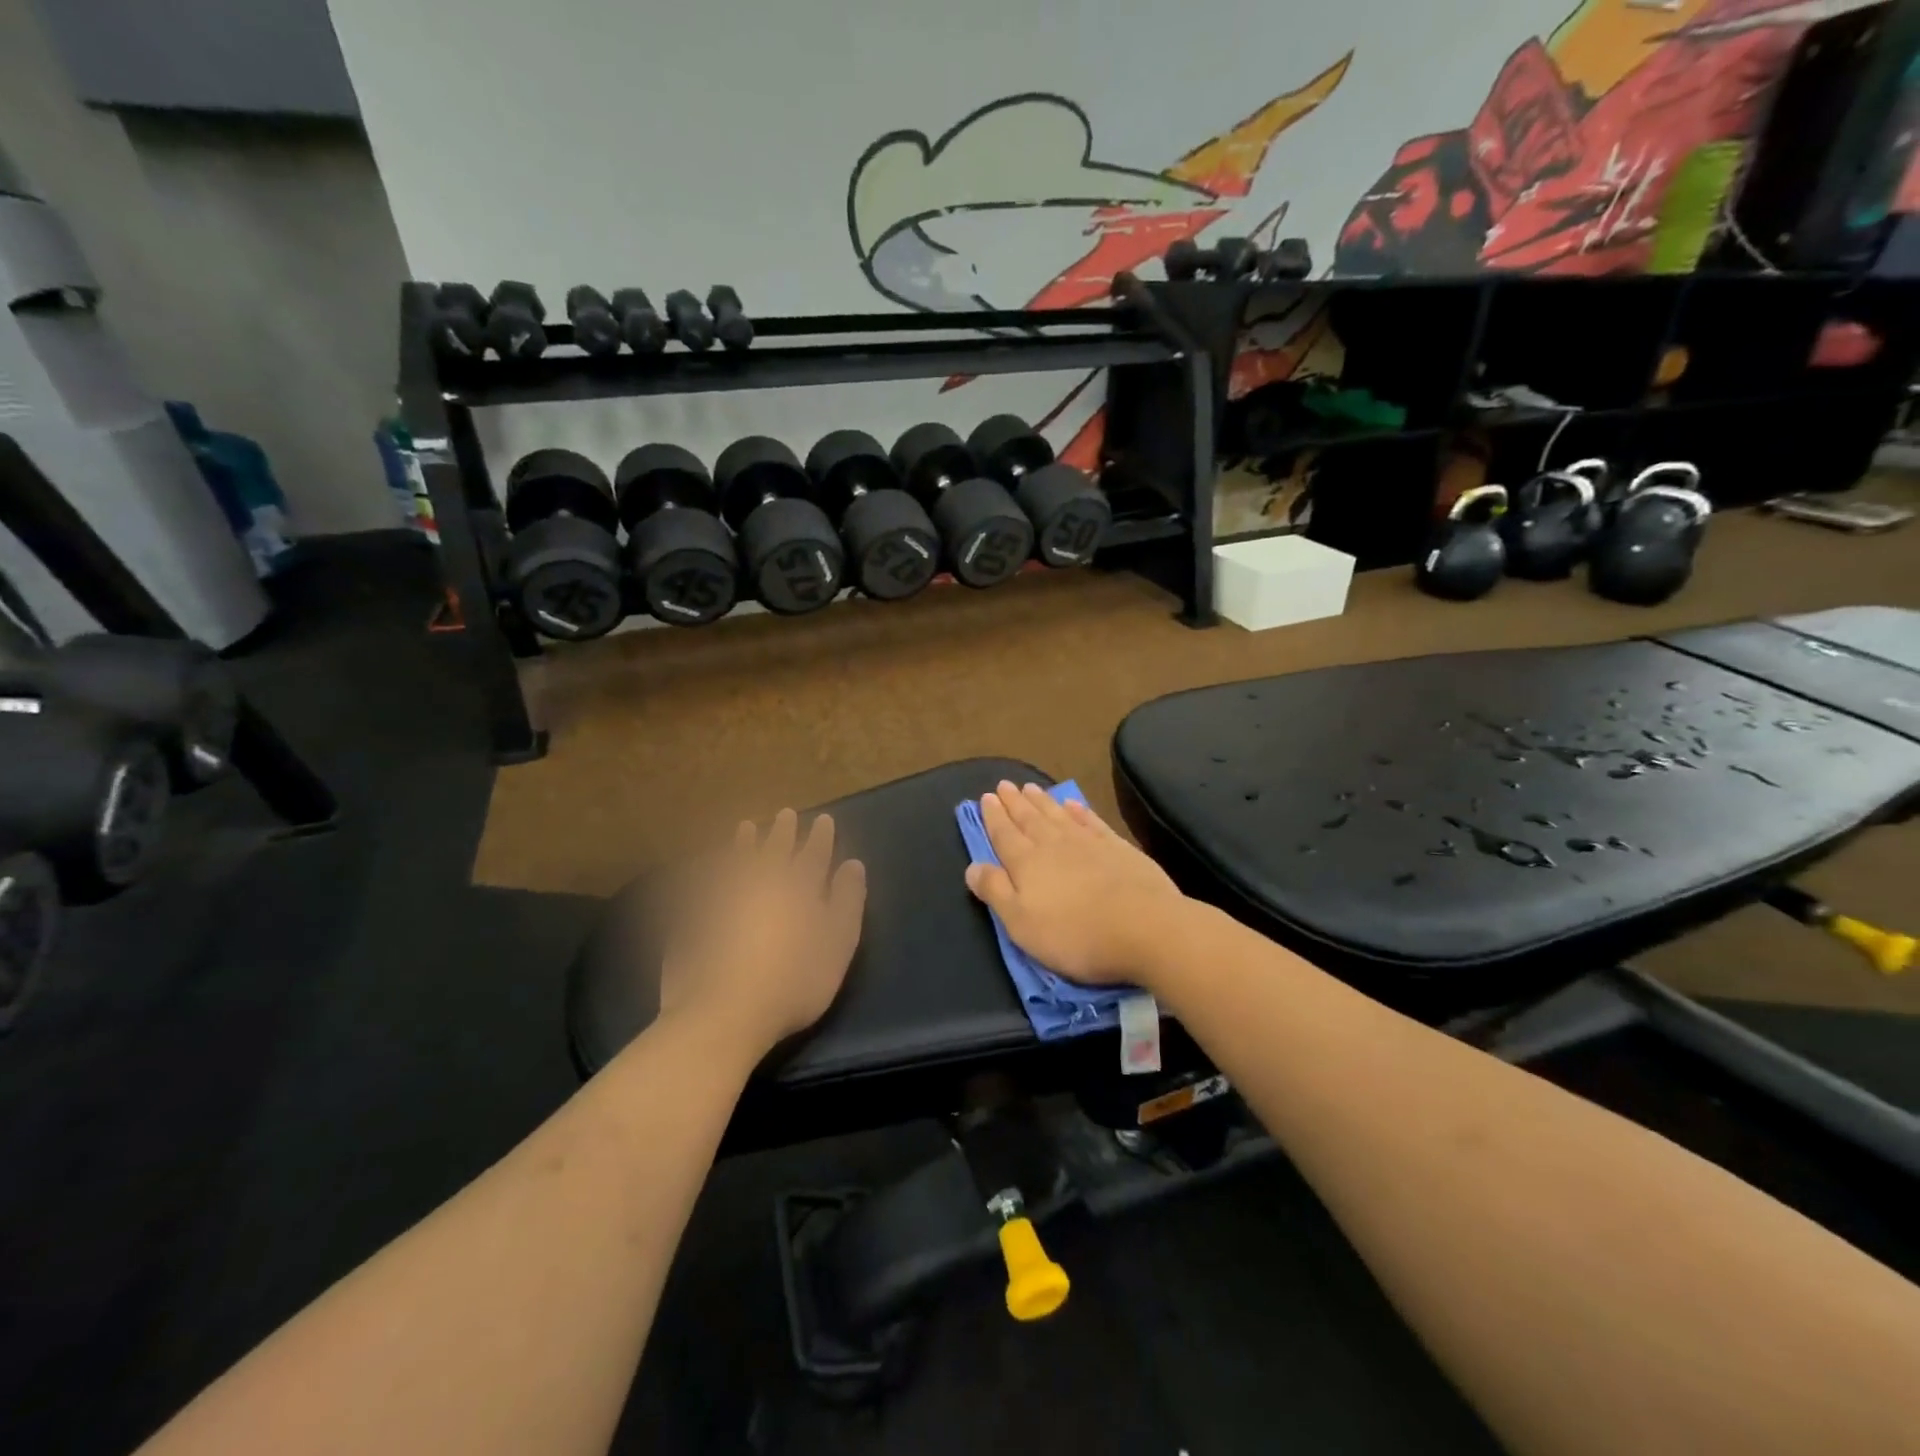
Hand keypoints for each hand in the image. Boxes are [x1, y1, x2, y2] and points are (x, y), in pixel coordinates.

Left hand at [656, 809, 865, 1057]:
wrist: (724, 1010)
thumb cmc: (794, 981)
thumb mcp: (838, 944)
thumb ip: (847, 901)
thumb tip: (853, 865)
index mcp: (799, 887)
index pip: (813, 854)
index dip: (819, 837)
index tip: (823, 819)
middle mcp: (761, 881)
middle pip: (774, 849)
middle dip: (782, 831)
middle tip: (785, 814)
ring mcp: (723, 896)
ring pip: (736, 860)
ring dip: (744, 843)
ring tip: (745, 828)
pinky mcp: (694, 915)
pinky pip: (704, 882)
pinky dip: (709, 870)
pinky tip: (708, 868)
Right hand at [964, 782, 1187, 985]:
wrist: (1144, 927)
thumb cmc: (1074, 934)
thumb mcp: (1021, 923)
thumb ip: (995, 891)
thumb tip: (971, 866)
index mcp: (1026, 863)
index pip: (1004, 834)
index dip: (993, 817)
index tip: (986, 797)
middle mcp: (1054, 844)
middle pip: (1029, 819)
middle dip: (1014, 803)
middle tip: (1004, 785)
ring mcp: (1088, 842)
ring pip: (1057, 815)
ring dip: (1042, 801)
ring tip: (1030, 787)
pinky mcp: (1118, 848)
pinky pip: (1091, 821)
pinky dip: (1078, 811)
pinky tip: (1072, 804)